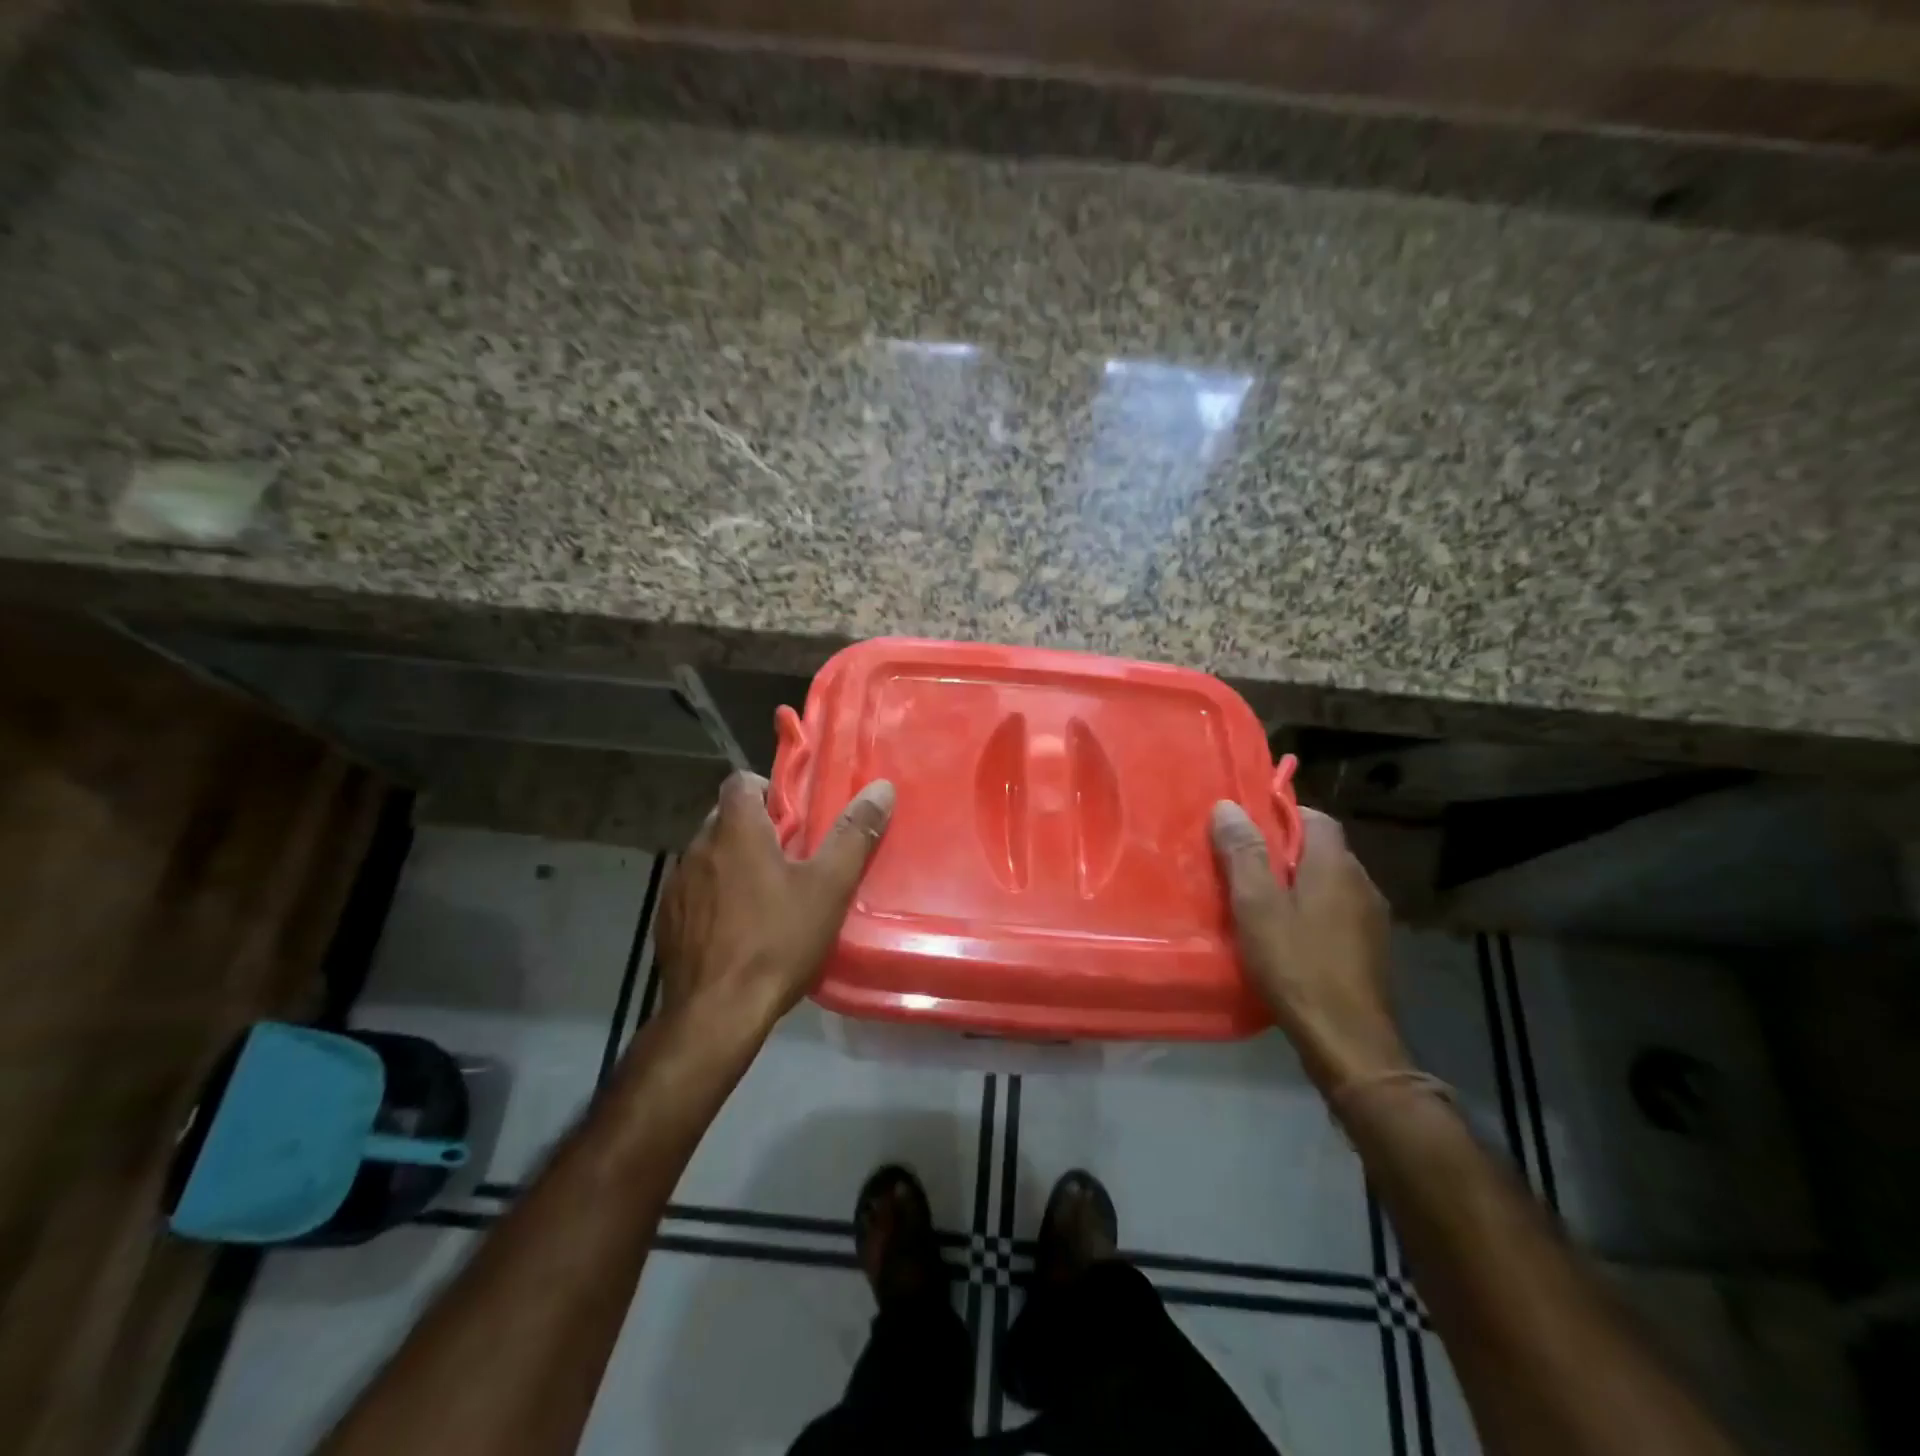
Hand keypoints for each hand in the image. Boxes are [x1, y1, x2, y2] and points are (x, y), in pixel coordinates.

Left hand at [655, 771, 894, 1041]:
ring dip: (733, 864)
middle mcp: (697, 848)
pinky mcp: (666, 921)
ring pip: (709, 857)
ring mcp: (676, 886)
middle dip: (756, 830)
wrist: (716, 1015)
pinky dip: (714, 897)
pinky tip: (737, 930)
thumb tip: (881, 789)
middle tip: (791, 858)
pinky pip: (694, 892)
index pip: (740, 781)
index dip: (768, 790)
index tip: (794, 818)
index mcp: (734, 831)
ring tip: (766, 896)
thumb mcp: (828, 888)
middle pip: (725, 819)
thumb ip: (854, 835)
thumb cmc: (777, 941)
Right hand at [1211, 802, 1410, 1092]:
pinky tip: (1286, 937)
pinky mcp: (1370, 949)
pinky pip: (1336, 913)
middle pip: (1321, 850)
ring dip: (1297, 884)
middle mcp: (1361, 883)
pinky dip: (1311, 912)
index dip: (1281, 815)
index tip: (1246, 829)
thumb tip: (1229, 806)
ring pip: (1329, 883)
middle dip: (1283, 852)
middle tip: (1242, 867)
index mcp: (1335, 865)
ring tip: (1258, 903)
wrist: (1349, 1042)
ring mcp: (1372, 919)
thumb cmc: (1297, 965)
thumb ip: (1244, 854)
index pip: (1315, 817)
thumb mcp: (1256, 906)